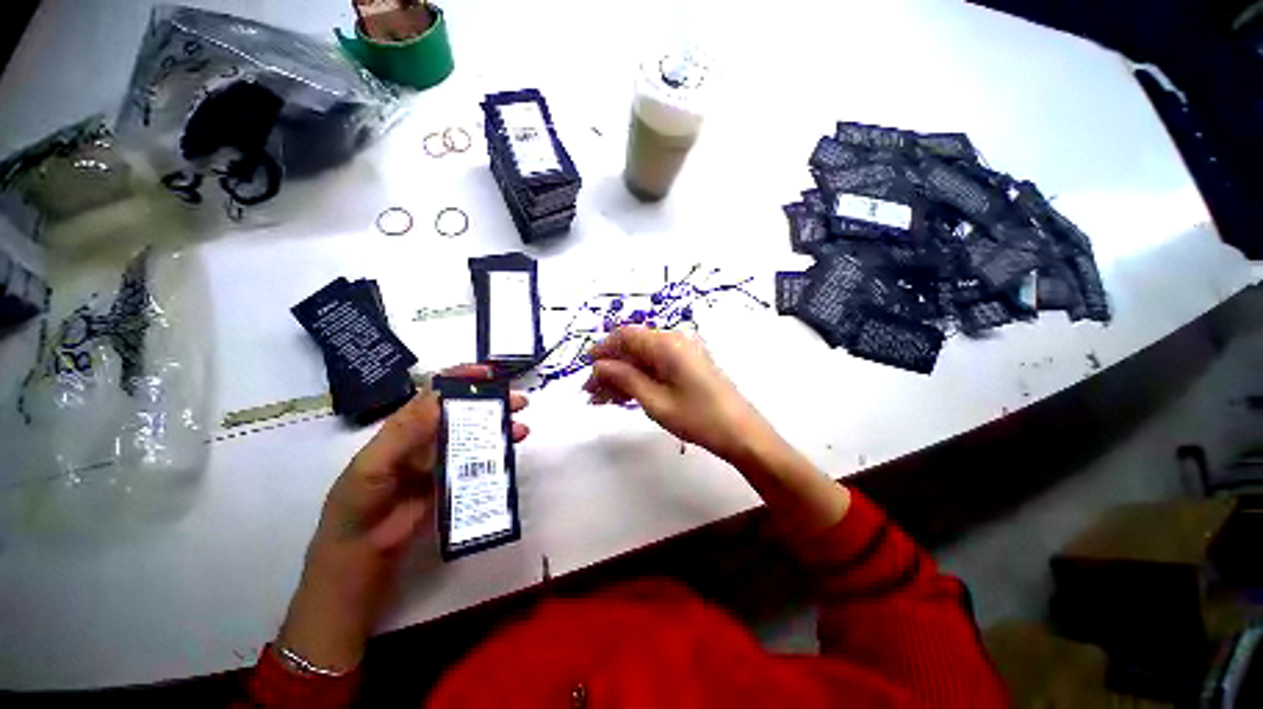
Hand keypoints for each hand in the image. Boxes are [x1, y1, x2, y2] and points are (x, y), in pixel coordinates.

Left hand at [278, 365, 528, 672]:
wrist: (360, 559)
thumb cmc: (358, 508)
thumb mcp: (373, 467)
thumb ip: (404, 433)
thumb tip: (441, 398)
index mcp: (405, 427)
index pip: (436, 392)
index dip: (462, 378)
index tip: (491, 374)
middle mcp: (426, 438)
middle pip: (464, 410)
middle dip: (492, 401)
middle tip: (519, 402)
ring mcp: (441, 460)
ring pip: (475, 434)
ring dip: (500, 426)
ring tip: (521, 429)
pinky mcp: (453, 481)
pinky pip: (478, 461)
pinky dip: (497, 452)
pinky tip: (511, 452)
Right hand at [582, 325, 770, 463]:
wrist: (741, 433)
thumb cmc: (697, 417)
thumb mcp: (655, 400)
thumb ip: (624, 378)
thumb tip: (599, 366)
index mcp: (666, 343)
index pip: (625, 335)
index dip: (603, 349)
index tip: (585, 368)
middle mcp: (675, 340)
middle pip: (633, 347)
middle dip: (610, 368)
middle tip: (591, 393)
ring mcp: (684, 352)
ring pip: (643, 358)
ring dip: (622, 376)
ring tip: (603, 399)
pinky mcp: (689, 364)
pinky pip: (657, 366)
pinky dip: (639, 379)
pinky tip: (624, 397)